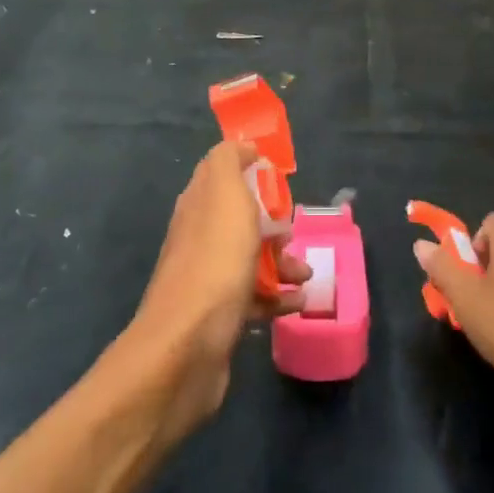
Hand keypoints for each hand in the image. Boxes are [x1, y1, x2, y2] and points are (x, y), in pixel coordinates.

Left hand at [128, 141, 309, 439]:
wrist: (188, 346)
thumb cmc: (215, 261)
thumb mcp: (224, 193)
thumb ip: (229, 161)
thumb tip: (242, 146)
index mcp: (198, 203)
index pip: (224, 173)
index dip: (253, 171)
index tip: (281, 180)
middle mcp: (199, 236)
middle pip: (243, 217)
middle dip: (274, 223)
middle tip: (292, 233)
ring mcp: (208, 277)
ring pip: (252, 257)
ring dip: (283, 262)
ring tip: (305, 274)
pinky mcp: (220, 315)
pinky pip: (256, 297)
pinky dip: (278, 297)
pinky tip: (296, 303)